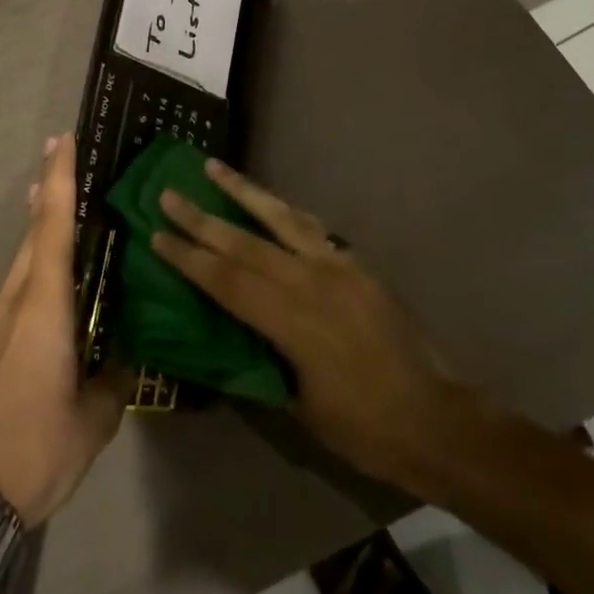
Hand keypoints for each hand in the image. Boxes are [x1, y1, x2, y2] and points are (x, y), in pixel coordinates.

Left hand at [0, 134, 126, 527]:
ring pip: (24, 251)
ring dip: (40, 218)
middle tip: (65, 153)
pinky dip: (36, 251)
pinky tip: (51, 262)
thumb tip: (127, 358)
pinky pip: (21, 276)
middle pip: (35, 228)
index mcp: (44, 304)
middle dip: (49, 187)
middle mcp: (18, 297)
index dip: (60, 179)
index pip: (54, 225)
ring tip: (58, 193)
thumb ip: (113, 380)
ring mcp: (1, 316)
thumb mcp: (92, 420)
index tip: (63, 139)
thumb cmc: (34, 445)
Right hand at [151, 160, 486, 494]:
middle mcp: (310, 281)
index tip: (157, 234)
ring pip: (279, 217)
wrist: (436, 418)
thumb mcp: (301, 407)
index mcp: (291, 320)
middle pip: (244, 241)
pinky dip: (284, 210)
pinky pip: (311, 228)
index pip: (226, 280)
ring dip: (243, 191)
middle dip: (202, 217)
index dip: (189, 257)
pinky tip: (270, 202)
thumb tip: (233, 338)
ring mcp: (336, 265)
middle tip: (169, 193)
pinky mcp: (355, 263)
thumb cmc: (364, 427)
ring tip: (213, 167)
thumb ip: (265, 363)